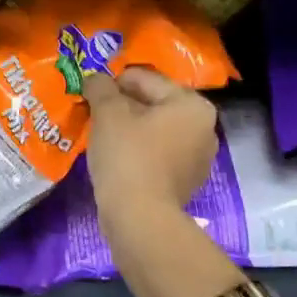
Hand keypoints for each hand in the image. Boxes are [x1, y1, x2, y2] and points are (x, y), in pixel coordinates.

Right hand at [83, 67, 217, 219]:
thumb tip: (95, 78)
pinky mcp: (185, 182)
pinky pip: (158, 154)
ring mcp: (198, 158)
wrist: (139, 218)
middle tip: (94, 113)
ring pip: (155, 130)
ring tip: (102, 136)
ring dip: (130, 129)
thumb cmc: (127, 156)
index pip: (146, 79)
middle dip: (124, 106)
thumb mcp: (107, 113)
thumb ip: (101, 88)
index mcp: (192, 105)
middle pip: (154, 104)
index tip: (91, 92)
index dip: (114, 82)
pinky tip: (116, 158)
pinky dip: (138, 151)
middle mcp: (204, 128)